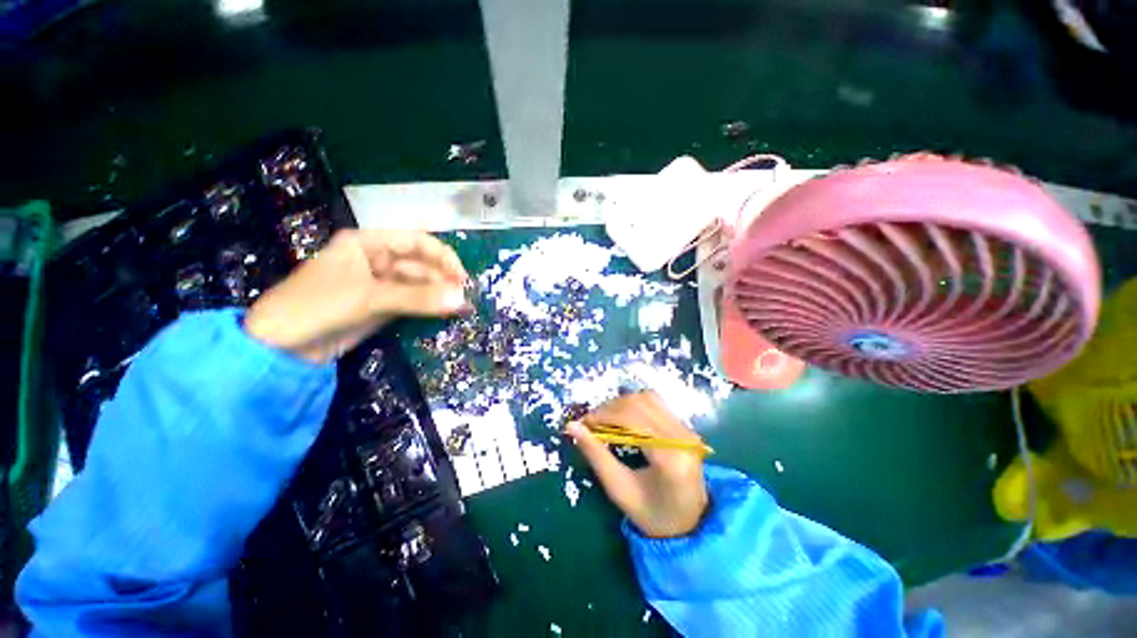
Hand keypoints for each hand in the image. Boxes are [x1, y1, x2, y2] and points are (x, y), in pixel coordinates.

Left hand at [245, 229, 468, 362]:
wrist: (280, 348)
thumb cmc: (317, 307)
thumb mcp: (369, 298)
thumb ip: (418, 298)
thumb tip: (463, 300)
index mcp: (367, 243)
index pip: (415, 241)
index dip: (442, 256)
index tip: (461, 277)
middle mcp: (376, 260)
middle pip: (419, 263)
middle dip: (442, 279)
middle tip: (464, 298)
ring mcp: (379, 284)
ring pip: (417, 284)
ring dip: (438, 294)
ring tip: (460, 308)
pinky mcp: (381, 306)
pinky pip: (411, 301)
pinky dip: (428, 306)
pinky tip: (445, 313)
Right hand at [566, 392, 708, 538]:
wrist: (689, 523)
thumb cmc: (652, 514)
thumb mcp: (619, 489)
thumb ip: (596, 455)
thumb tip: (571, 426)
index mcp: (669, 457)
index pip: (632, 419)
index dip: (603, 415)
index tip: (582, 423)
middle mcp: (682, 436)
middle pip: (639, 403)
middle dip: (609, 408)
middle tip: (590, 422)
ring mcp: (686, 429)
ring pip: (647, 398)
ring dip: (621, 404)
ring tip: (605, 419)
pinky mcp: (684, 426)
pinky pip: (656, 403)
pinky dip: (634, 405)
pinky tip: (623, 418)